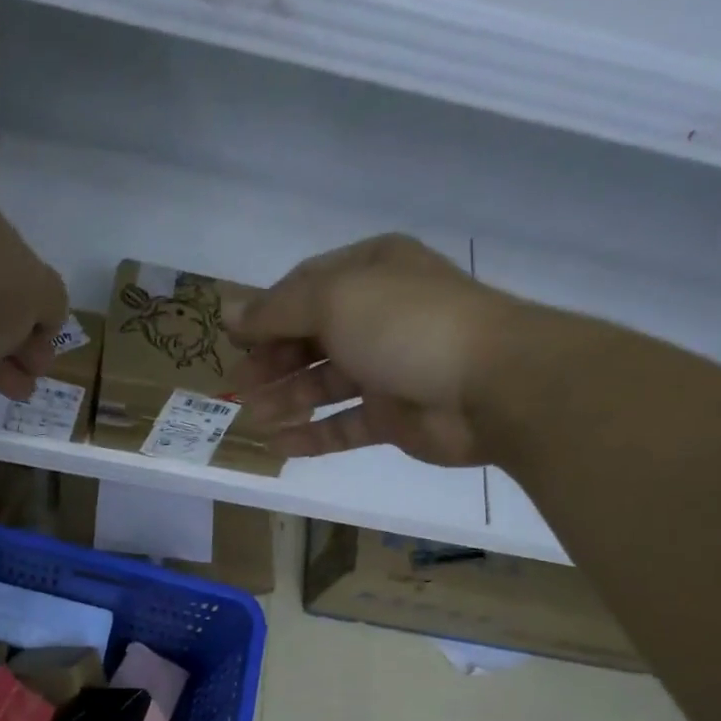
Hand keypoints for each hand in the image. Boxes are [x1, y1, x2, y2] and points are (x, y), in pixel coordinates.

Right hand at [230, 234, 530, 466]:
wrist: (491, 385)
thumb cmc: (407, 326)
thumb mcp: (335, 300)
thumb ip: (278, 310)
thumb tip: (229, 312)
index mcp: (370, 274)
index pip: (304, 288)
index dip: (265, 314)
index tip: (232, 340)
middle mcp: (378, 317)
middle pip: (310, 339)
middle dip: (271, 362)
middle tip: (237, 387)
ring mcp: (387, 369)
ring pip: (324, 384)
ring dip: (286, 399)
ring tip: (252, 417)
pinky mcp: (394, 417)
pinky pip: (344, 426)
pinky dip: (313, 436)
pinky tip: (279, 446)